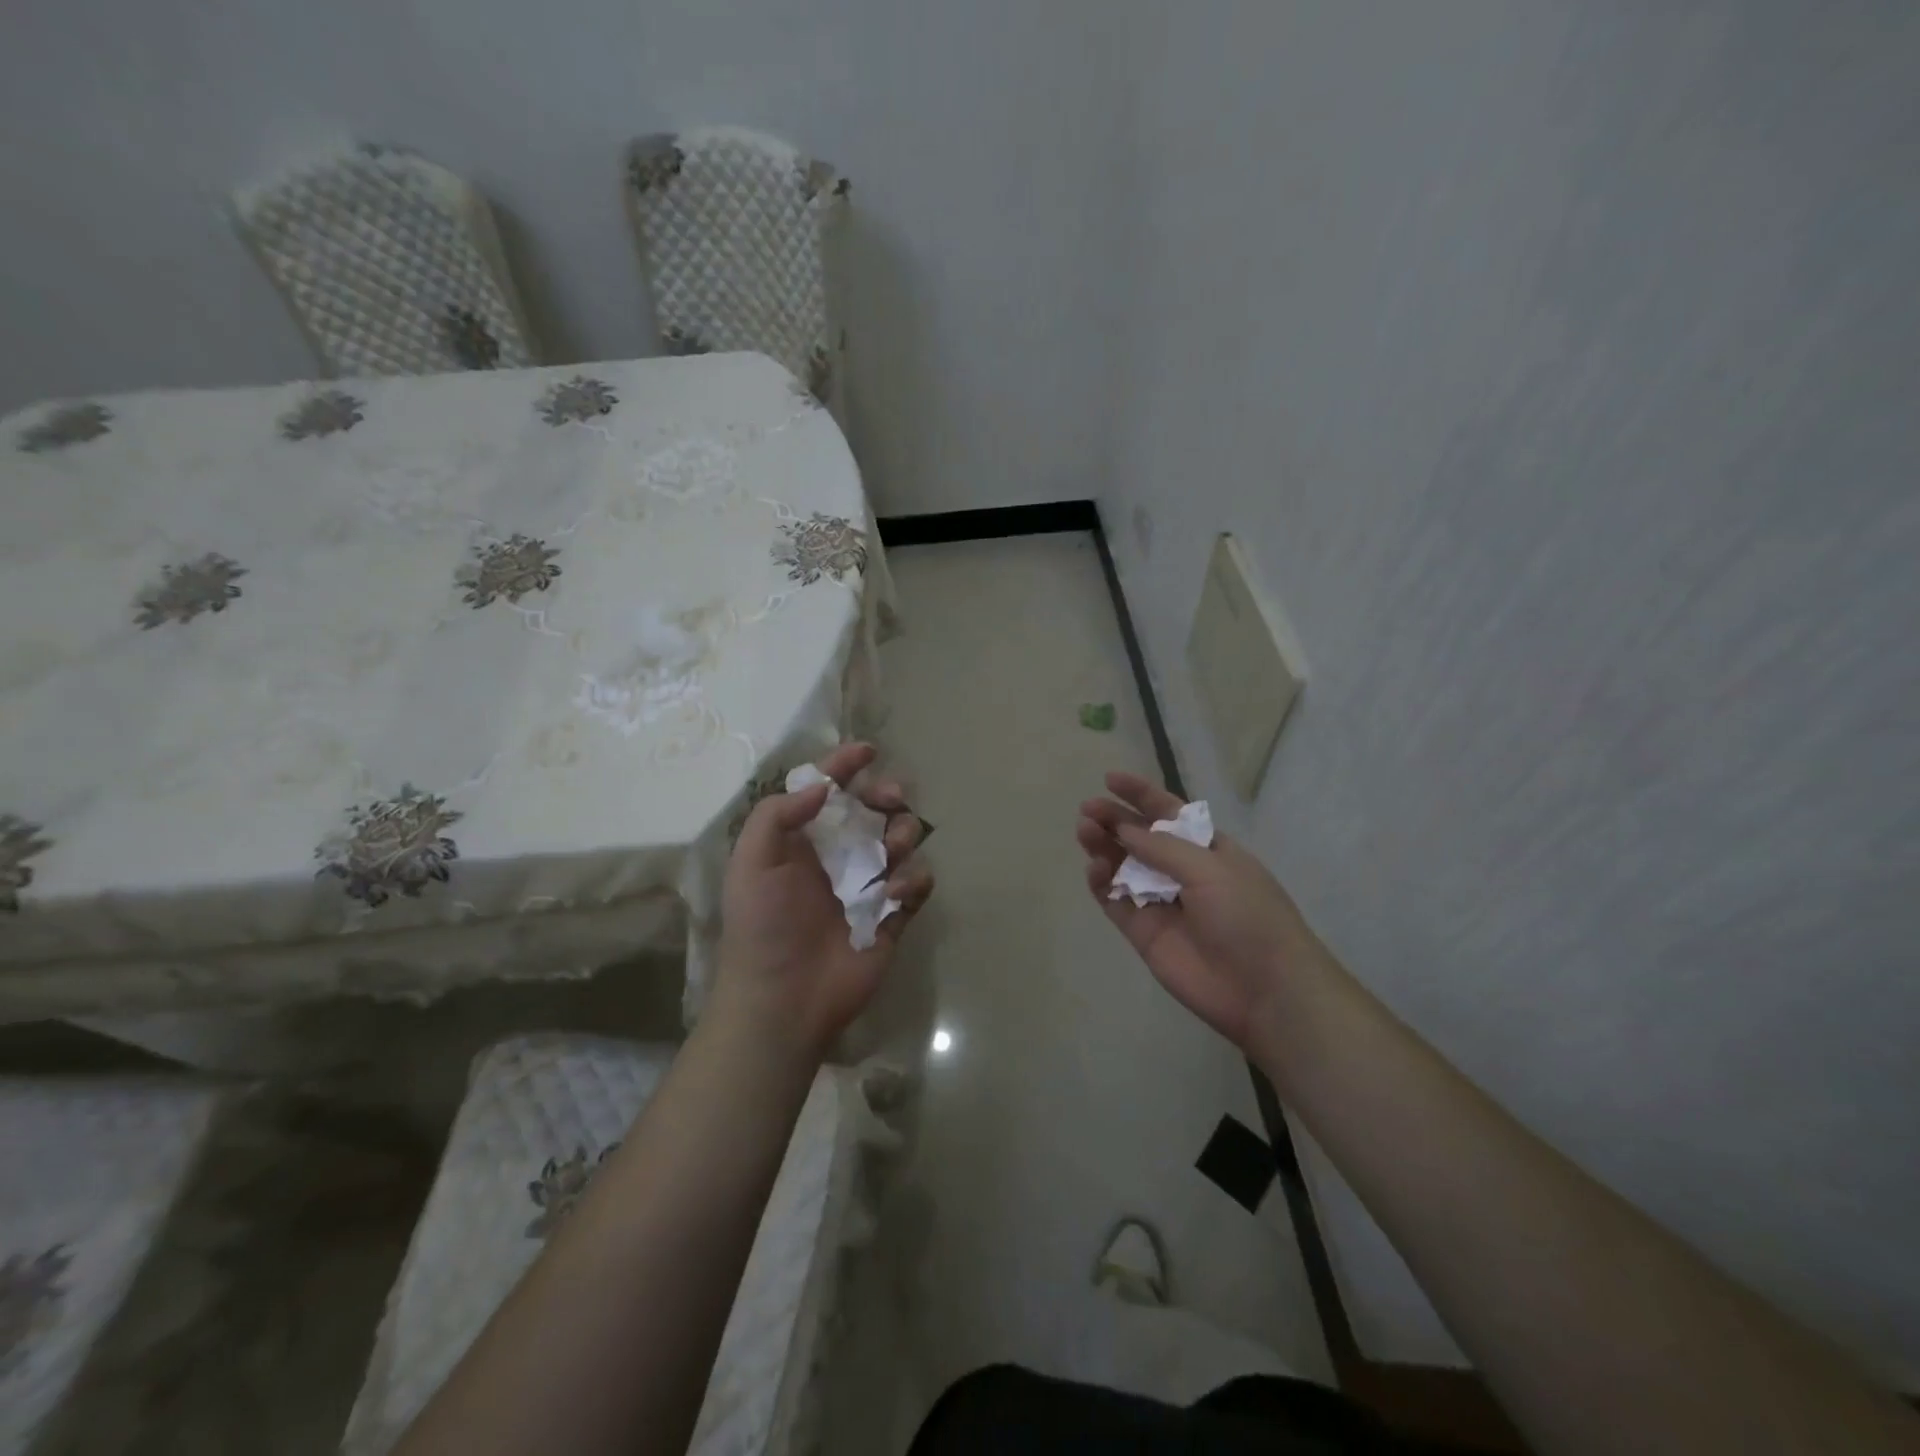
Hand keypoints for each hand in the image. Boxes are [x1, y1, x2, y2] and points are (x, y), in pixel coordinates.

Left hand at [714, 743, 933, 1059]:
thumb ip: (778, 815)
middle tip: (890, 799)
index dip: (845, 766)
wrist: (783, 999)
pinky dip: (913, 880)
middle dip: (886, 796)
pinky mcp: (892, 916)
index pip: (827, 792)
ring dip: (902, 835)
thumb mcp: (751, 863)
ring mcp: (867, 886)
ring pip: (901, 841)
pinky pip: (917, 883)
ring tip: (888, 853)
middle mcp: (838, 857)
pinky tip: (893, 894)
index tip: (868, 751)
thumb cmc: (762, 927)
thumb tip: (823, 787)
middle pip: (874, 810)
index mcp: (802, 841)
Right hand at [1078, 771, 1326, 1050]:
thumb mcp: (1210, 869)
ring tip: (1085, 832)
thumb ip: (1161, 848)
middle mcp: (1181, 872)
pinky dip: (1101, 884)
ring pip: (1123, 868)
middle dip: (1115, 820)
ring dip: (1104, 847)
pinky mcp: (1144, 933)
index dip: (1141, 794)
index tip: (1110, 779)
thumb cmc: (1247, 916)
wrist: (1263, 989)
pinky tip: (1093, 868)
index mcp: (1207, 849)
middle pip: (1140, 838)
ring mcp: (1161, 903)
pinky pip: (1115, 901)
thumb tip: (1123, 828)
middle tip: (1087, 809)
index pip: (1168, 813)